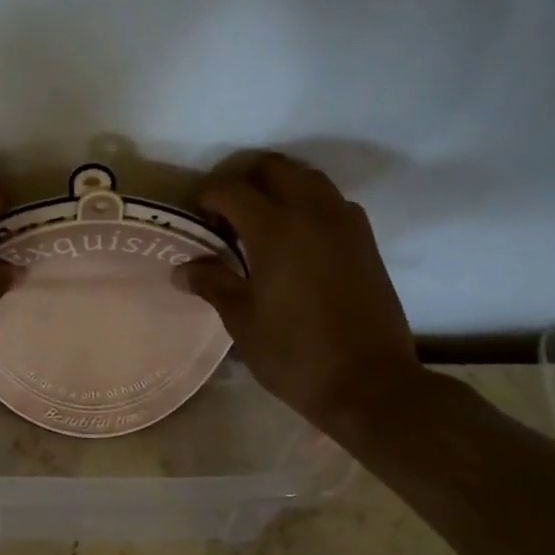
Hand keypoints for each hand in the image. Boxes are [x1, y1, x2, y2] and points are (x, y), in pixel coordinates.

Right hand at [175, 152, 425, 429]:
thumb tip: (182, 269)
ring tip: (261, 220)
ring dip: (280, 186)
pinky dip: (309, 203)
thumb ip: (212, 283)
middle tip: (227, 212)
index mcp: (275, 230)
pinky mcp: (366, 241)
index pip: (231, 189)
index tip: (197, 219)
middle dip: (244, 179)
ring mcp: (345, 225)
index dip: (207, 197)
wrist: (372, 386)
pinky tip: (297, 238)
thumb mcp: (242, 321)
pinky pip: (332, 202)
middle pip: (274, 168)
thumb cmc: (296, 354)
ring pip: (308, 178)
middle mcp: (312, 214)